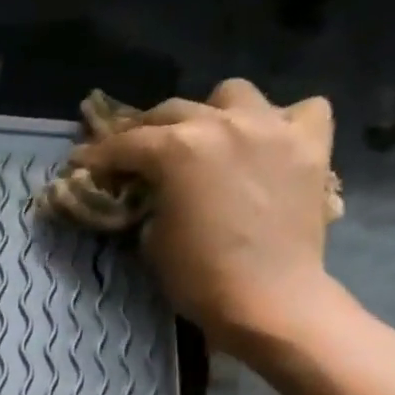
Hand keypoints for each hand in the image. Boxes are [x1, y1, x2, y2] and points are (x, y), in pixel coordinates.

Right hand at [70, 78, 351, 357]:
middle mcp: (224, 123)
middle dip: (148, 130)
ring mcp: (273, 127)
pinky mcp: (311, 145)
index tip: (83, 161)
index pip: (127, 144)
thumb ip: (149, 204)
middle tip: (136, 152)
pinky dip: (283, 122)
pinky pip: (302, 110)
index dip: (99, 154)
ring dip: (213, 113)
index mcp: (178, 150)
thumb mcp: (153, 242)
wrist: (267, 299)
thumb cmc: (199, 279)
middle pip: (174, 111)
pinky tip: (271, 143)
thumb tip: (151, 194)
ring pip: (234, 95)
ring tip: (209, 138)